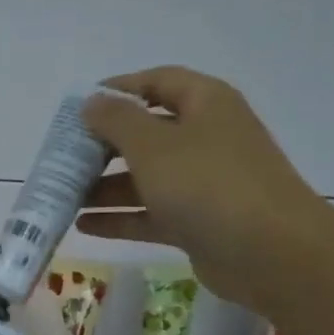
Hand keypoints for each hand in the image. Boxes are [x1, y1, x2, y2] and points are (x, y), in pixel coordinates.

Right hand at [76, 66, 332, 308]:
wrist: (269, 252)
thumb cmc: (208, 184)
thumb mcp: (154, 146)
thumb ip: (117, 121)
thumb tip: (92, 102)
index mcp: (205, 104)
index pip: (158, 82)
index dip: (119, 88)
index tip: (79, 105)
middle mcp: (205, 138)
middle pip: (146, 133)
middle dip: (103, 146)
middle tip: (64, 159)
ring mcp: (202, 183)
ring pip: (145, 178)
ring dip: (105, 187)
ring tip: (65, 197)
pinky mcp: (197, 222)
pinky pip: (150, 213)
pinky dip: (120, 217)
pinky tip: (84, 225)